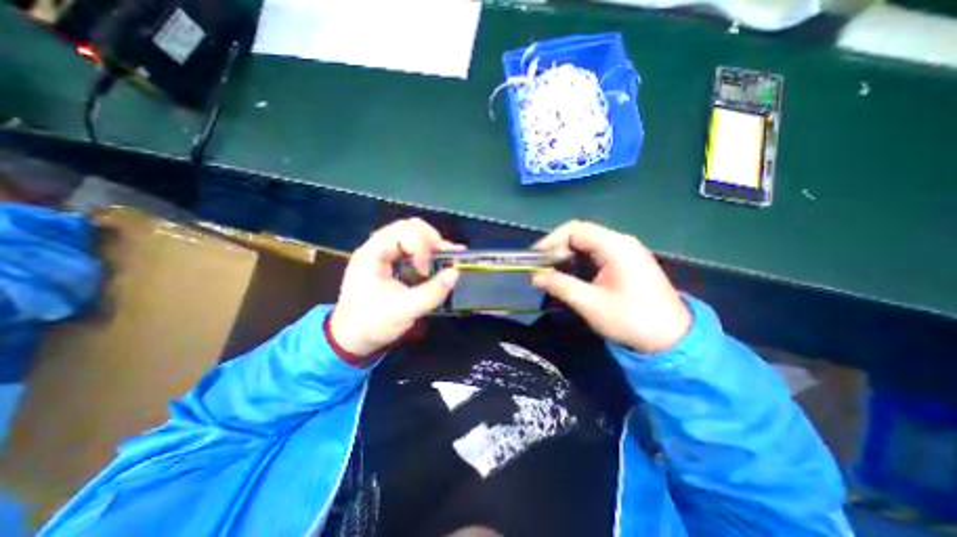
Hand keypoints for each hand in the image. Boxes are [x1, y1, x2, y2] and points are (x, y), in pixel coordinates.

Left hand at [331, 218, 461, 360]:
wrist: (353, 338)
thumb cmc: (372, 324)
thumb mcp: (403, 311)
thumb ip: (431, 292)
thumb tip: (455, 273)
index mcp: (372, 254)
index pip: (402, 232)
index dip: (421, 248)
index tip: (426, 272)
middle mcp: (378, 248)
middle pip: (409, 227)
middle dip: (431, 239)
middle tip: (445, 256)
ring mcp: (385, 254)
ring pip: (413, 234)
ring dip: (432, 243)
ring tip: (449, 255)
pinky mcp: (393, 262)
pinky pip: (414, 247)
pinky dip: (429, 251)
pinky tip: (443, 258)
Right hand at [535, 221, 691, 351]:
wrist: (672, 339)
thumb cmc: (631, 320)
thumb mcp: (590, 304)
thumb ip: (560, 285)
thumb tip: (534, 276)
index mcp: (615, 246)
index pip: (575, 230)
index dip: (551, 240)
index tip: (535, 258)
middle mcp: (621, 242)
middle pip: (581, 233)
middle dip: (558, 247)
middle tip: (541, 266)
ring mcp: (626, 251)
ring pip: (588, 243)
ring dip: (567, 254)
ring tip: (552, 270)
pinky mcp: (627, 262)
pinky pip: (597, 253)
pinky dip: (580, 260)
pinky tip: (571, 273)